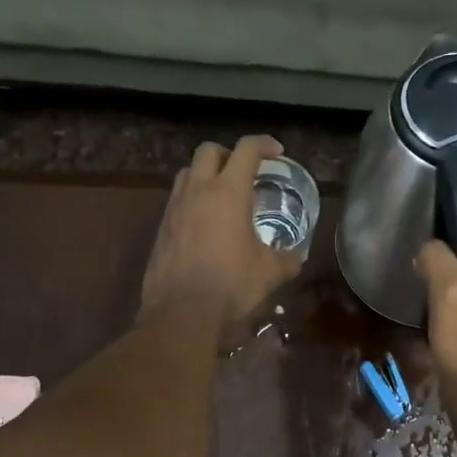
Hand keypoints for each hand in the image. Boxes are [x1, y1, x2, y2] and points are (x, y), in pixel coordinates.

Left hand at [141, 136, 302, 322]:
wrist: (181, 312)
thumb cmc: (231, 285)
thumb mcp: (269, 273)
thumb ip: (286, 259)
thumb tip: (295, 257)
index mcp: (228, 192)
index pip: (247, 150)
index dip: (264, 144)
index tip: (276, 152)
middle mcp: (198, 191)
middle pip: (209, 150)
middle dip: (228, 154)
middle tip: (244, 172)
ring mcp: (175, 208)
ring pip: (188, 172)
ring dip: (206, 174)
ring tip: (222, 195)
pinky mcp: (161, 228)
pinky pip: (177, 200)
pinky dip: (192, 200)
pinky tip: (204, 224)